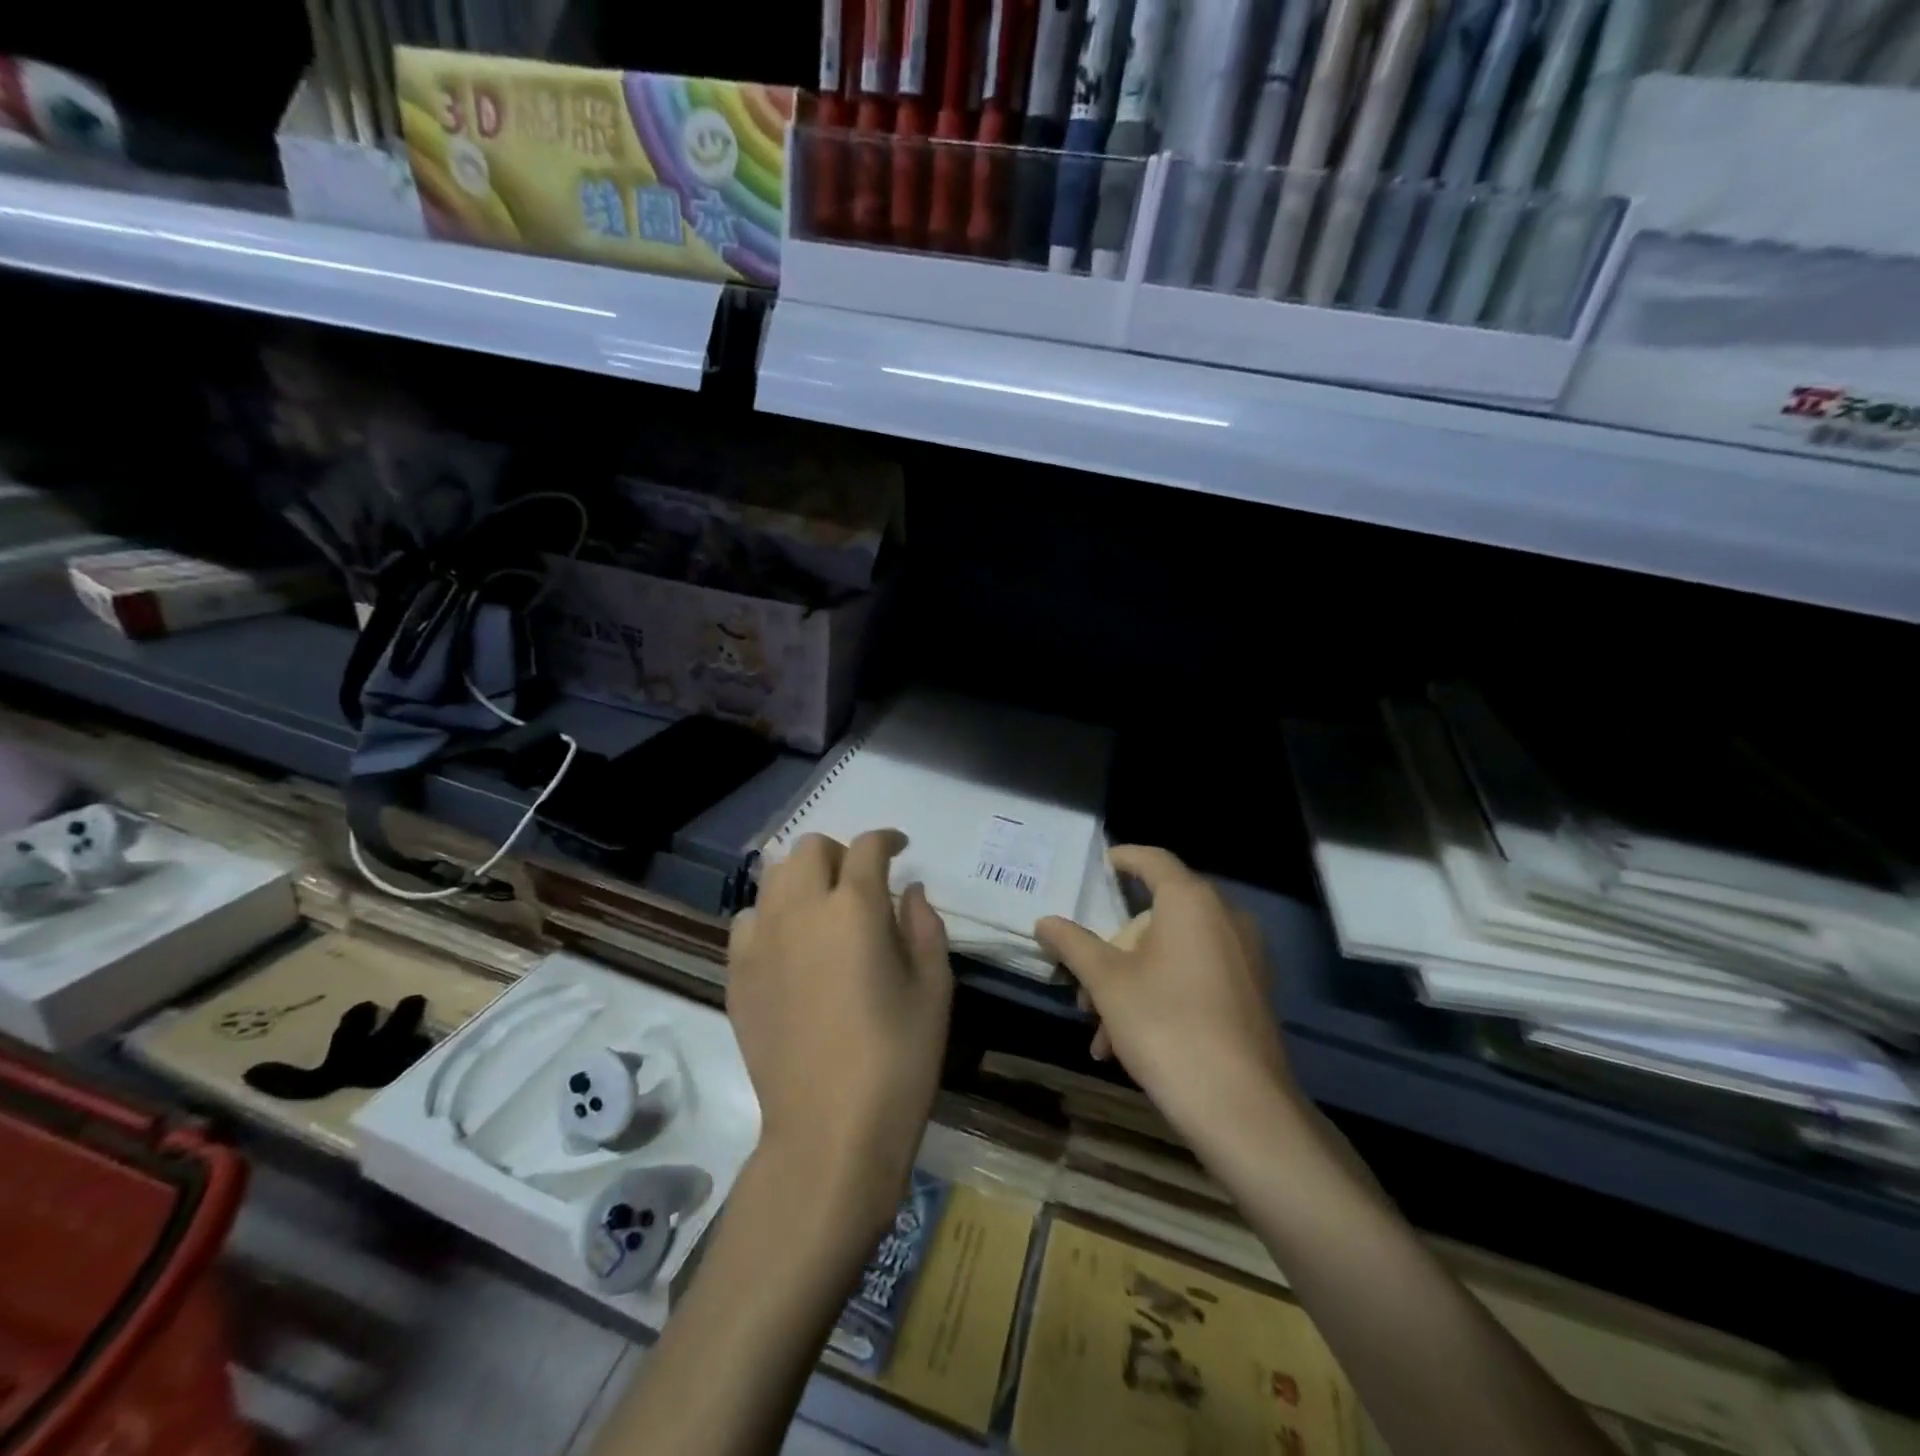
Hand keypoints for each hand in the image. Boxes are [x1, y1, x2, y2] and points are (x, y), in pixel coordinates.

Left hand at [727, 830, 952, 1223]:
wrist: (829, 1132)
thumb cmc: (898, 1059)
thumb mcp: (934, 989)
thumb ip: (924, 926)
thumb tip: (910, 890)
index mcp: (854, 907)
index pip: (867, 847)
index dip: (887, 839)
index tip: (900, 848)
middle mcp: (800, 909)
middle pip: (810, 848)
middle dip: (840, 853)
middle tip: (861, 882)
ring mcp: (760, 941)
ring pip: (773, 877)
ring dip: (801, 878)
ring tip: (822, 908)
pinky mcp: (737, 974)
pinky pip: (748, 920)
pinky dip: (771, 916)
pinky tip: (790, 946)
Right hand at [1035, 846, 1302, 1154]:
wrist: (1241, 1107)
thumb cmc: (1166, 1025)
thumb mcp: (1107, 983)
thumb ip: (1073, 944)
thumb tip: (1044, 921)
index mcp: (1191, 902)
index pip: (1153, 860)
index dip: (1123, 858)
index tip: (1101, 864)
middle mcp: (1225, 918)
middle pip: (1157, 916)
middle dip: (1114, 950)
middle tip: (1085, 984)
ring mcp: (1244, 957)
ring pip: (1173, 952)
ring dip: (1131, 981)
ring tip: (1101, 1031)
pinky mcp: (1251, 993)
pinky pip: (1196, 976)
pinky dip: (1162, 994)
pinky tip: (1129, 1043)